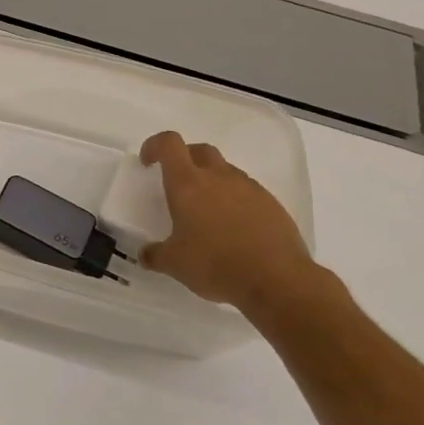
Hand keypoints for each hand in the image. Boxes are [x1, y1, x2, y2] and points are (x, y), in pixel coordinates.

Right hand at [138, 131, 319, 310]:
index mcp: (188, 184)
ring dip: (212, 181)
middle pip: (200, 150)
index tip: (148, 162)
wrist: (277, 281)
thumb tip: (146, 254)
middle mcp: (219, 177)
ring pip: (226, 171)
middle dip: (185, 159)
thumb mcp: (174, 264)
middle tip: (177, 183)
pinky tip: (234, 228)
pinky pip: (248, 192)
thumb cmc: (215, 264)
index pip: (169, 143)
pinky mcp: (272, 204)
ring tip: (207, 212)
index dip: (155, 145)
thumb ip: (155, 254)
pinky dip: (235, 200)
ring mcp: (249, 188)